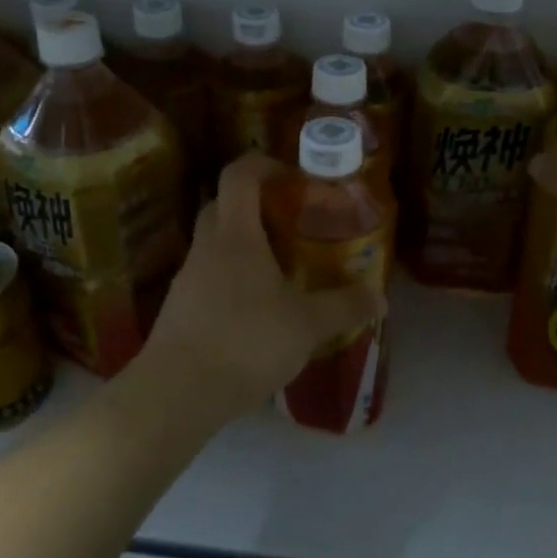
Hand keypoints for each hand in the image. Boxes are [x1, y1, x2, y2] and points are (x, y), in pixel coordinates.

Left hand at [140, 153, 384, 427]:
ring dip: (243, 246)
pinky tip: (255, 312)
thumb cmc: (245, 342)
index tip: (292, 177)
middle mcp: (206, 247)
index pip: (239, 175)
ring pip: (214, 244)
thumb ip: (345, 307)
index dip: (264, 164)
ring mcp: (187, 279)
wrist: (176, 393)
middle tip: (290, 224)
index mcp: (235, 235)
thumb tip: (380, 297)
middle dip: (255, 205)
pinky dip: (231, 280)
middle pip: (223, 205)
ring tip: (279, 272)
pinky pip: (208, 278)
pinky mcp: (179, 310)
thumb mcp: (307, 325)